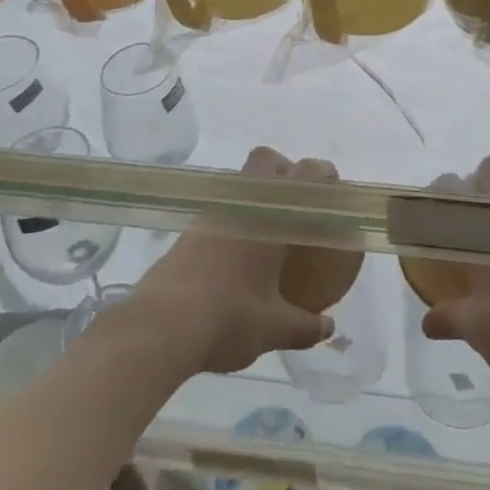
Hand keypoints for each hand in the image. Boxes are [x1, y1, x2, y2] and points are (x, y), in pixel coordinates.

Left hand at [117, 147, 337, 374]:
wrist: (157, 329)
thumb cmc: (227, 318)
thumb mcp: (273, 328)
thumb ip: (304, 326)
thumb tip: (329, 329)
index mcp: (269, 216)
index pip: (303, 175)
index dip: (322, 174)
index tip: (332, 190)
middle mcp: (241, 204)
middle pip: (264, 160)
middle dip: (283, 170)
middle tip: (295, 203)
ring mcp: (210, 216)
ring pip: (239, 185)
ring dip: (255, 197)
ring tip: (267, 235)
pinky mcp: (187, 233)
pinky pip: (219, 211)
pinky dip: (233, 222)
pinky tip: (236, 259)